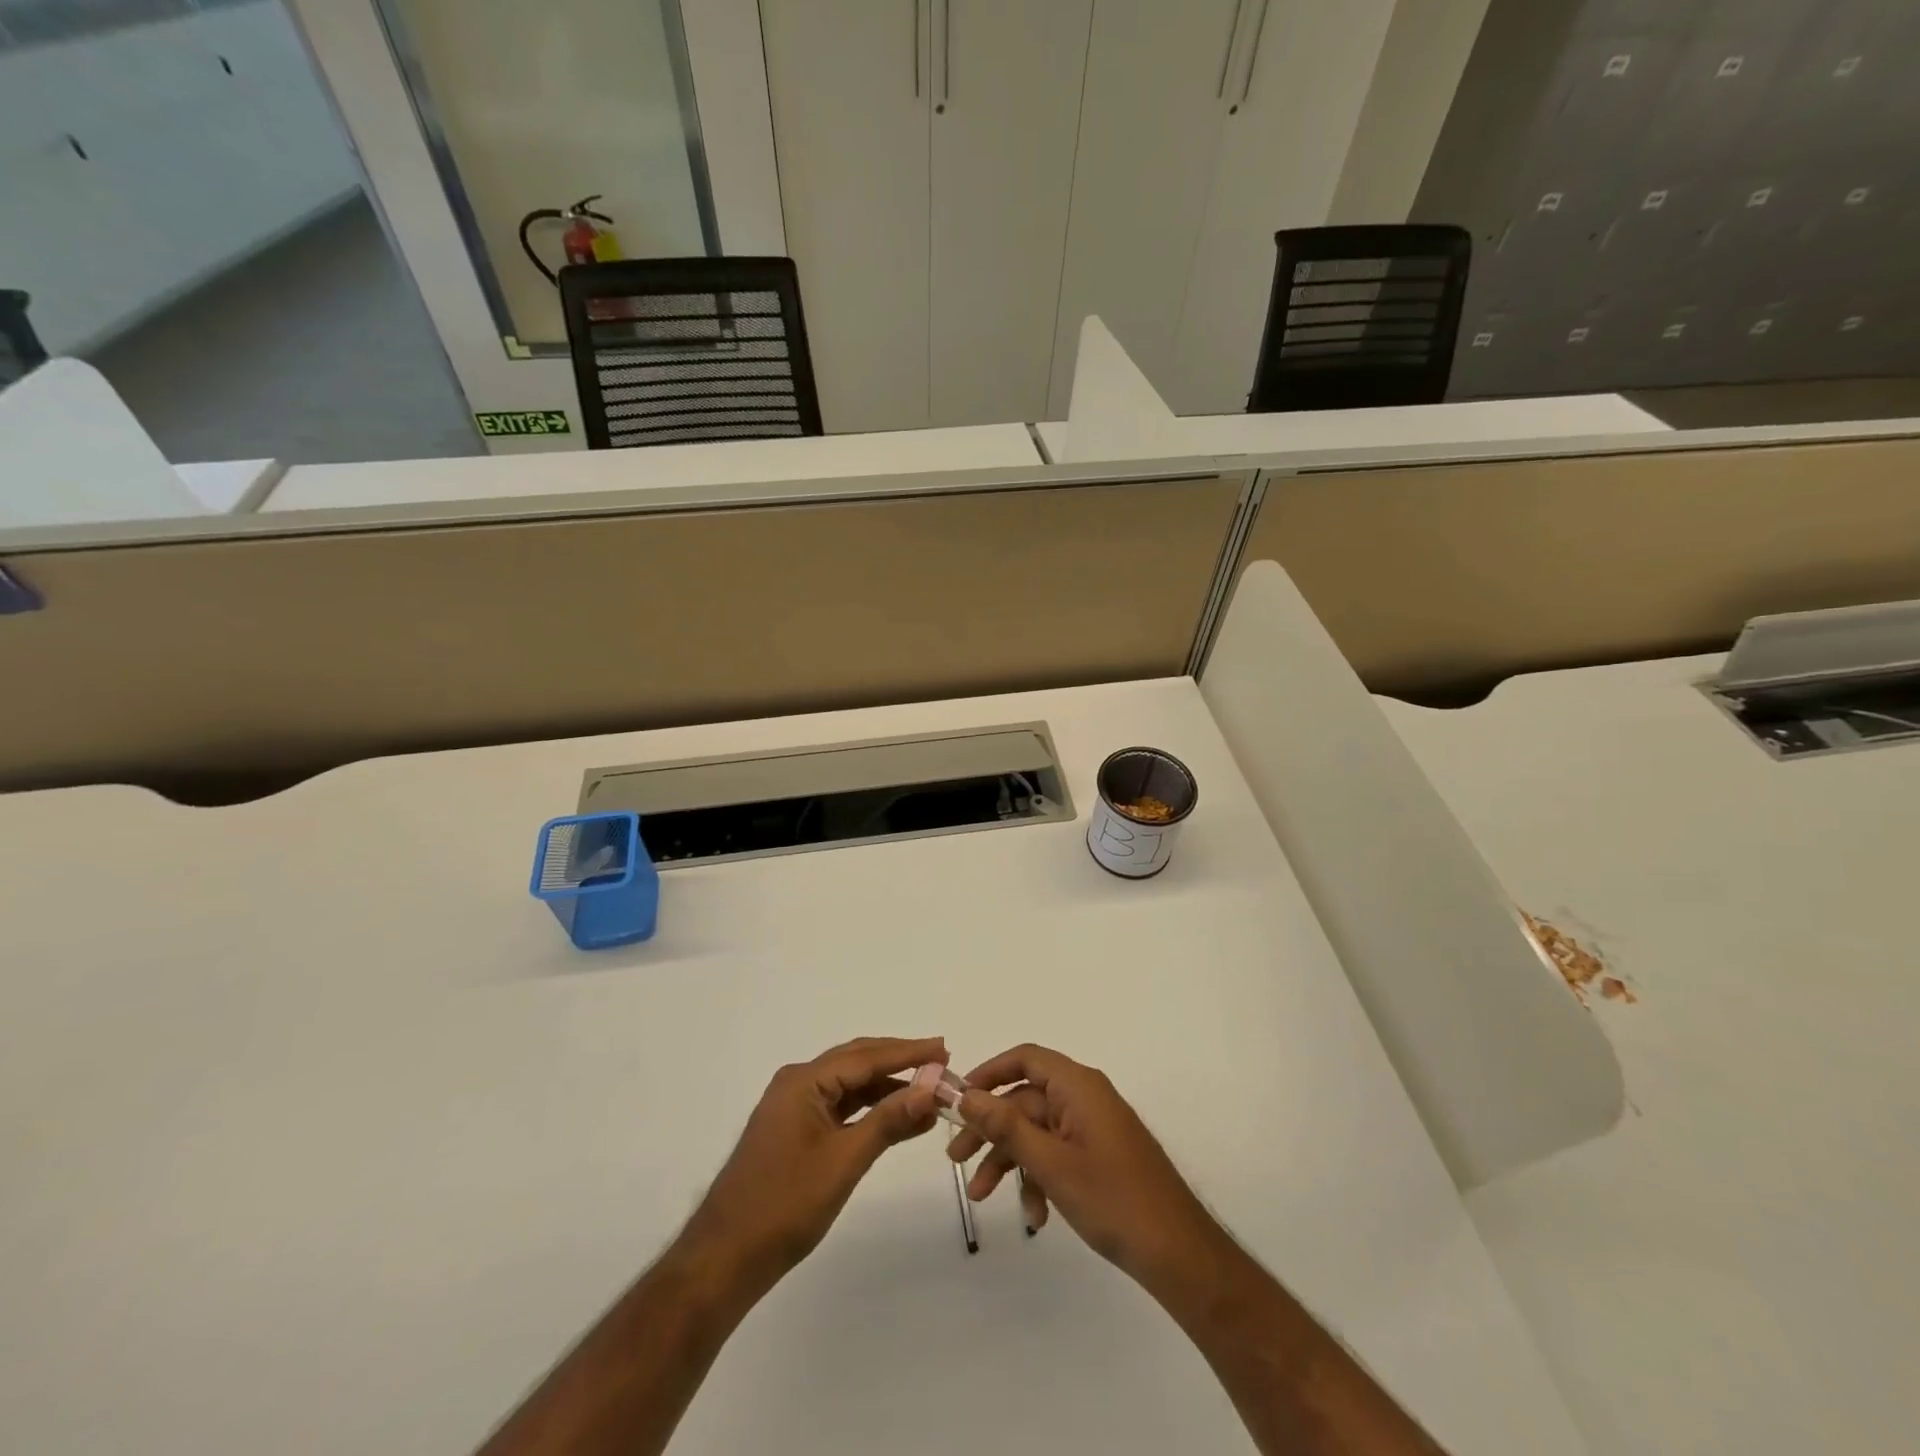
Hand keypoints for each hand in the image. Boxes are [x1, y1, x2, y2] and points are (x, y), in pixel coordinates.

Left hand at [681, 1036, 945, 1299]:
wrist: (725, 1259)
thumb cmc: (784, 1205)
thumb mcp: (844, 1161)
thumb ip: (888, 1120)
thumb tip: (930, 1087)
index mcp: (804, 1081)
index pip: (866, 1056)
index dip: (908, 1052)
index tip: (944, 1048)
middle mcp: (798, 1084)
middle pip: (858, 1063)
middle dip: (900, 1063)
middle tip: (941, 1064)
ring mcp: (794, 1108)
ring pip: (850, 1087)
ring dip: (888, 1089)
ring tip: (928, 1094)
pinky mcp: (795, 1132)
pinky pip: (841, 1109)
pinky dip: (871, 1111)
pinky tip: (899, 1120)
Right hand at [947, 1044, 1229, 1294]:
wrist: (1177, 1252)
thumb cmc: (1112, 1199)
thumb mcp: (1050, 1163)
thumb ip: (1006, 1126)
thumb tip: (966, 1096)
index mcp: (1078, 1085)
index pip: (1026, 1058)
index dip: (989, 1073)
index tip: (960, 1099)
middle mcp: (1085, 1097)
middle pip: (1025, 1100)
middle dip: (991, 1130)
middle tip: (956, 1159)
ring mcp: (1094, 1127)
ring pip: (1038, 1131)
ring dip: (1011, 1161)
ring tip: (984, 1197)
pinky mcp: (1100, 1154)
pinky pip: (1058, 1153)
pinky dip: (1040, 1177)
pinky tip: (1036, 1217)